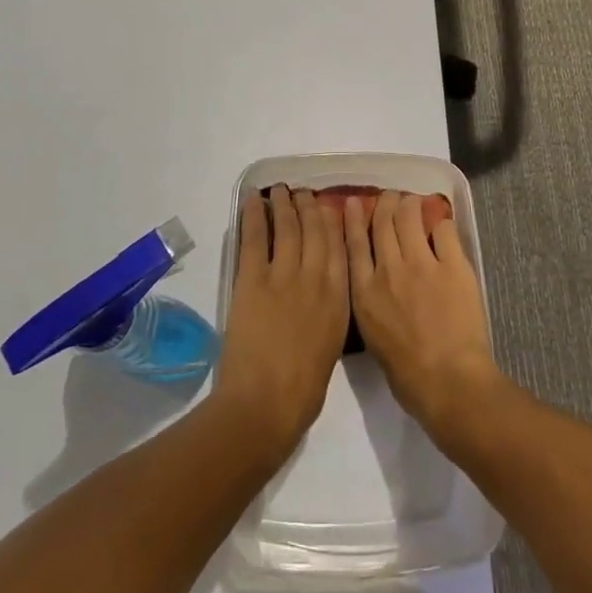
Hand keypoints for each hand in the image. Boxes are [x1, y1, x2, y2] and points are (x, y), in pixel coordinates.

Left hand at [212, 185, 349, 459]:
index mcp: (339, 297)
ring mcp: (284, 274)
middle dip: (308, 206)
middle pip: (314, 230)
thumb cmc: (303, 388)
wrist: (266, 403)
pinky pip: (254, 238)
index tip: (328, 206)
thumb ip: (330, 311)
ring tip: (280, 189)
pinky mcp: (252, 279)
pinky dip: (252, 215)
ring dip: (283, 204)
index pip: (339, 247)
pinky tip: (252, 198)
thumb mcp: (331, 344)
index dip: (332, 221)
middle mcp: (316, 277)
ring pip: (287, 226)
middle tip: (302, 191)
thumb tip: (323, 292)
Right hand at [345, 189, 502, 432]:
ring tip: (413, 201)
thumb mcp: (373, 337)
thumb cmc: (407, 374)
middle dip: (385, 203)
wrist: (447, 381)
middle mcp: (388, 269)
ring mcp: (421, 264)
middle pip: (382, 223)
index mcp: (364, 292)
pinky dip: (440, 223)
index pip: (354, 244)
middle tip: (389, 196)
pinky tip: (440, 222)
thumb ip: (371, 304)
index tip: (353, 202)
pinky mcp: (452, 265)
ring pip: (409, 217)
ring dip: (409, 204)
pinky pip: (444, 231)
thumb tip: (377, 286)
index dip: (353, 219)